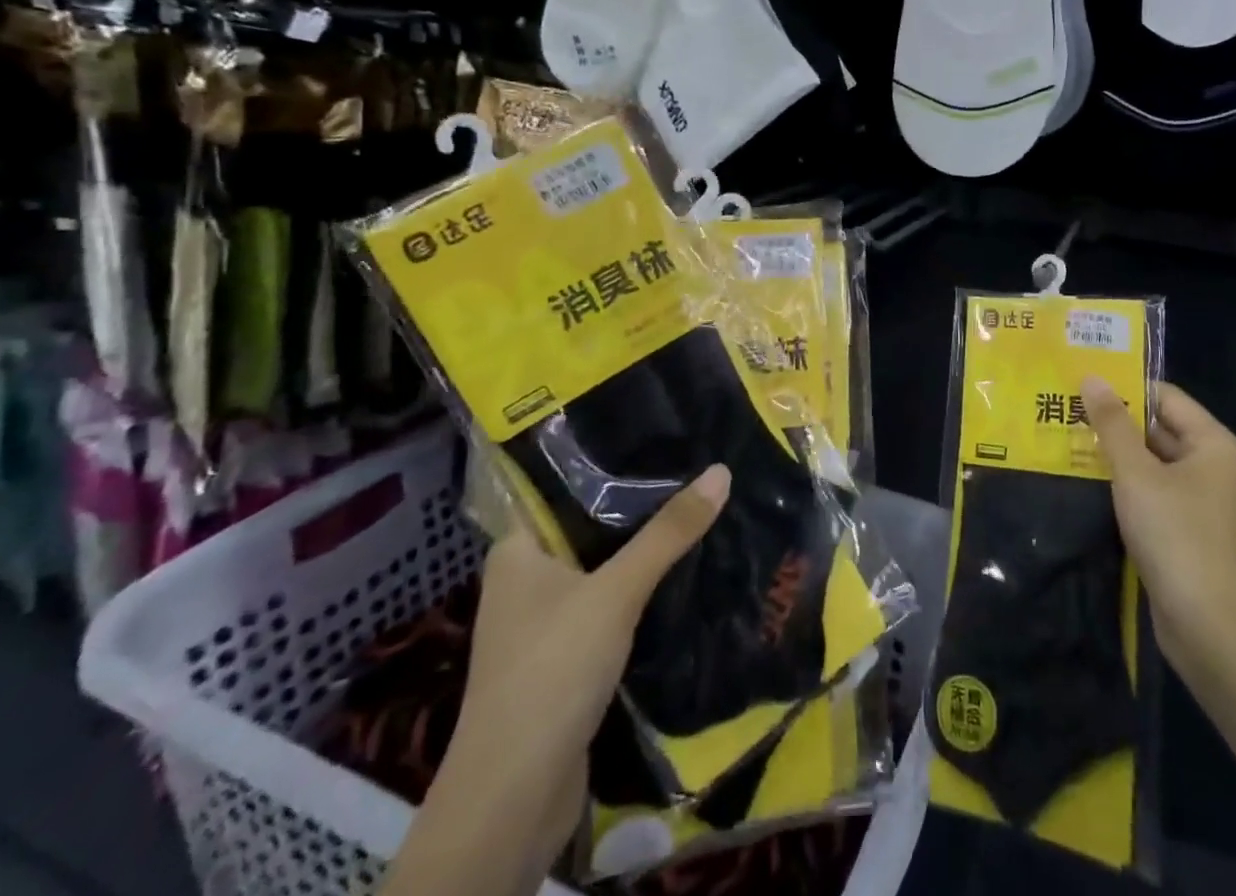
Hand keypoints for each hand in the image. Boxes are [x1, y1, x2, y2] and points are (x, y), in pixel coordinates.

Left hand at [433, 464, 730, 869]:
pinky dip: (637, 592)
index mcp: (516, 551)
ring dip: (640, 552)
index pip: (562, 488)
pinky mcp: (564, 659)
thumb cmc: (552, 671)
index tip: (658, 437)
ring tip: (695, 511)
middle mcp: (524, 580)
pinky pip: (606, 606)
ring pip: (600, 569)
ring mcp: (543, 623)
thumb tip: (721, 471)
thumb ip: (668, 533)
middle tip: (692, 469)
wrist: (515, 798)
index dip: (607, 462)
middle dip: (636, 507)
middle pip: (588, 527)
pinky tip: (679, 574)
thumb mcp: (616, 591)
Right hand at [1082, 377, 1235, 680]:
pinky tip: (1085, 482)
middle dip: (1114, 423)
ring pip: (1151, 463)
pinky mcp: (1186, 531)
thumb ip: (1113, 424)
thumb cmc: (1176, 535)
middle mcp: (1214, 466)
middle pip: (1158, 429)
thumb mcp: (1136, 473)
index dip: (1124, 388)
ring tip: (1065, 440)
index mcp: (1214, 444)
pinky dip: (1123, 486)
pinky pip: (1151, 493)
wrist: (1209, 627)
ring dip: (1114, 456)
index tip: (1081, 383)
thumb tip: (1092, 378)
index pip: (1165, 397)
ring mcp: (1201, 502)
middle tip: (1065, 409)